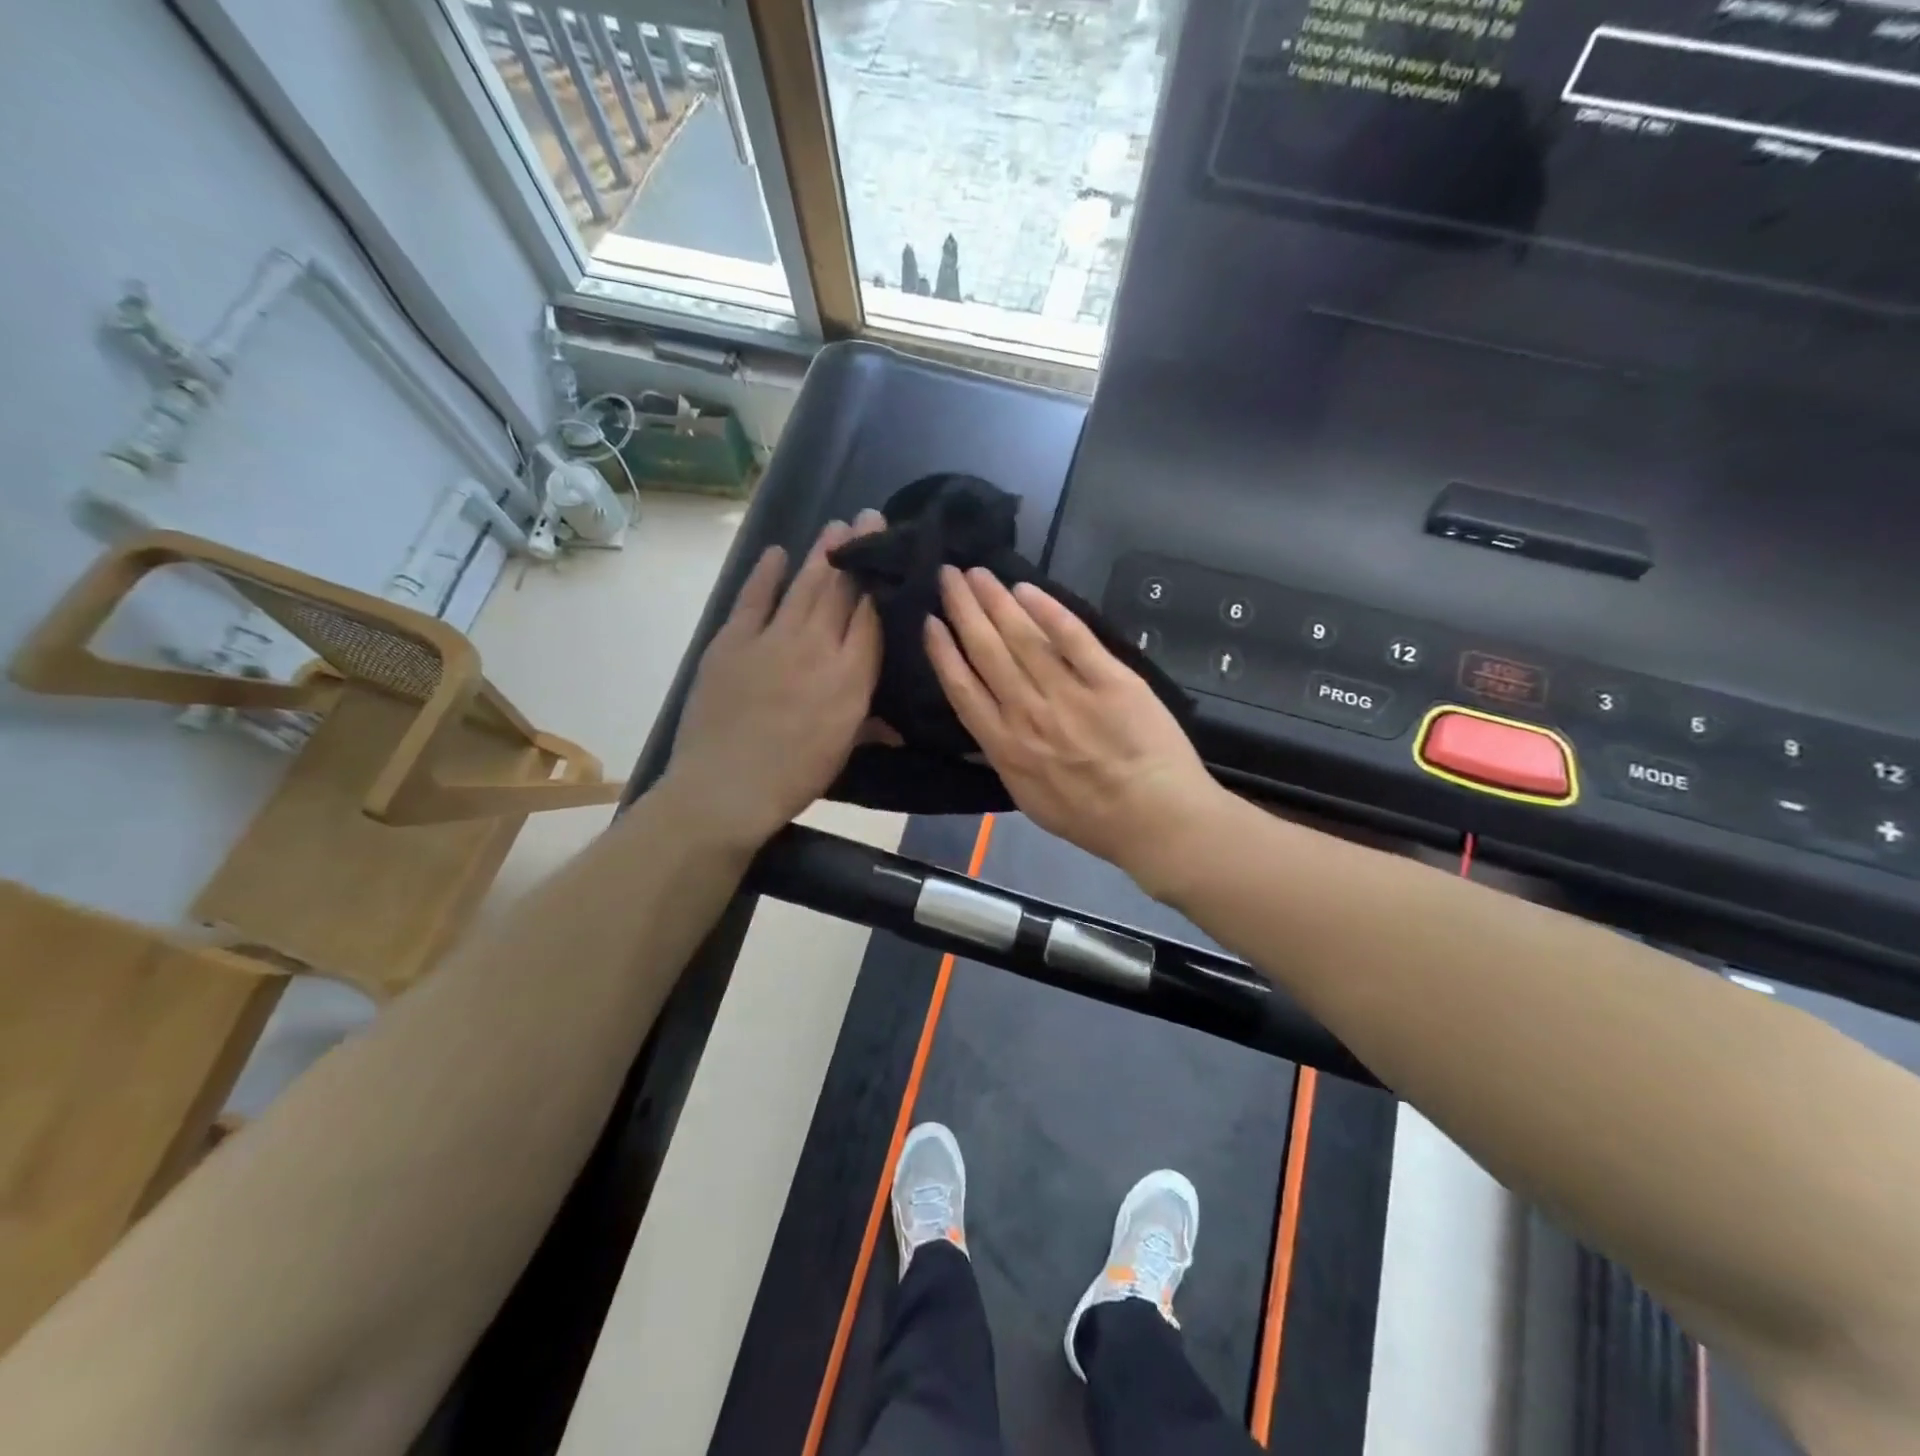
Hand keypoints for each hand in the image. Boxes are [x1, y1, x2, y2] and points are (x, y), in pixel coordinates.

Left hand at [663, 513, 884, 850]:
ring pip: (805, 586)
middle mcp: (817, 647)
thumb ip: (870, 726)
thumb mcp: (842, 751)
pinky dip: (766, 574)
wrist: (726, 788)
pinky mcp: (733, 641)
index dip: (880, 581)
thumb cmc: (795, 776)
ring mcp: (772, 639)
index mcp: (850, 677)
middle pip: (841, 590)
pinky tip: (777, 552)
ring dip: (822, 553)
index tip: (889, 553)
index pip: (871, 616)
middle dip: (857, 551)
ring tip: (837, 525)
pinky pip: (754, 599)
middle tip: (868, 517)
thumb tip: (898, 727)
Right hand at [924, 566, 1222, 884]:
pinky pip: (1074, 638)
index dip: (943, 652)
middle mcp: (1029, 714)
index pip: (963, 689)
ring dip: (996, 601)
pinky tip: (1027, 590)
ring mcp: (1069, 694)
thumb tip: (987, 727)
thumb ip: (1005, 760)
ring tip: (978, 574)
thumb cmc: (1092, 818)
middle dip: (963, 610)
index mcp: (1006, 747)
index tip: (930, 621)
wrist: (1155, 819)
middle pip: (987, 651)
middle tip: (948, 575)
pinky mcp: (1110, 680)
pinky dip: (1049, 611)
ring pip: (1023, 638)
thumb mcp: (1030, 801)